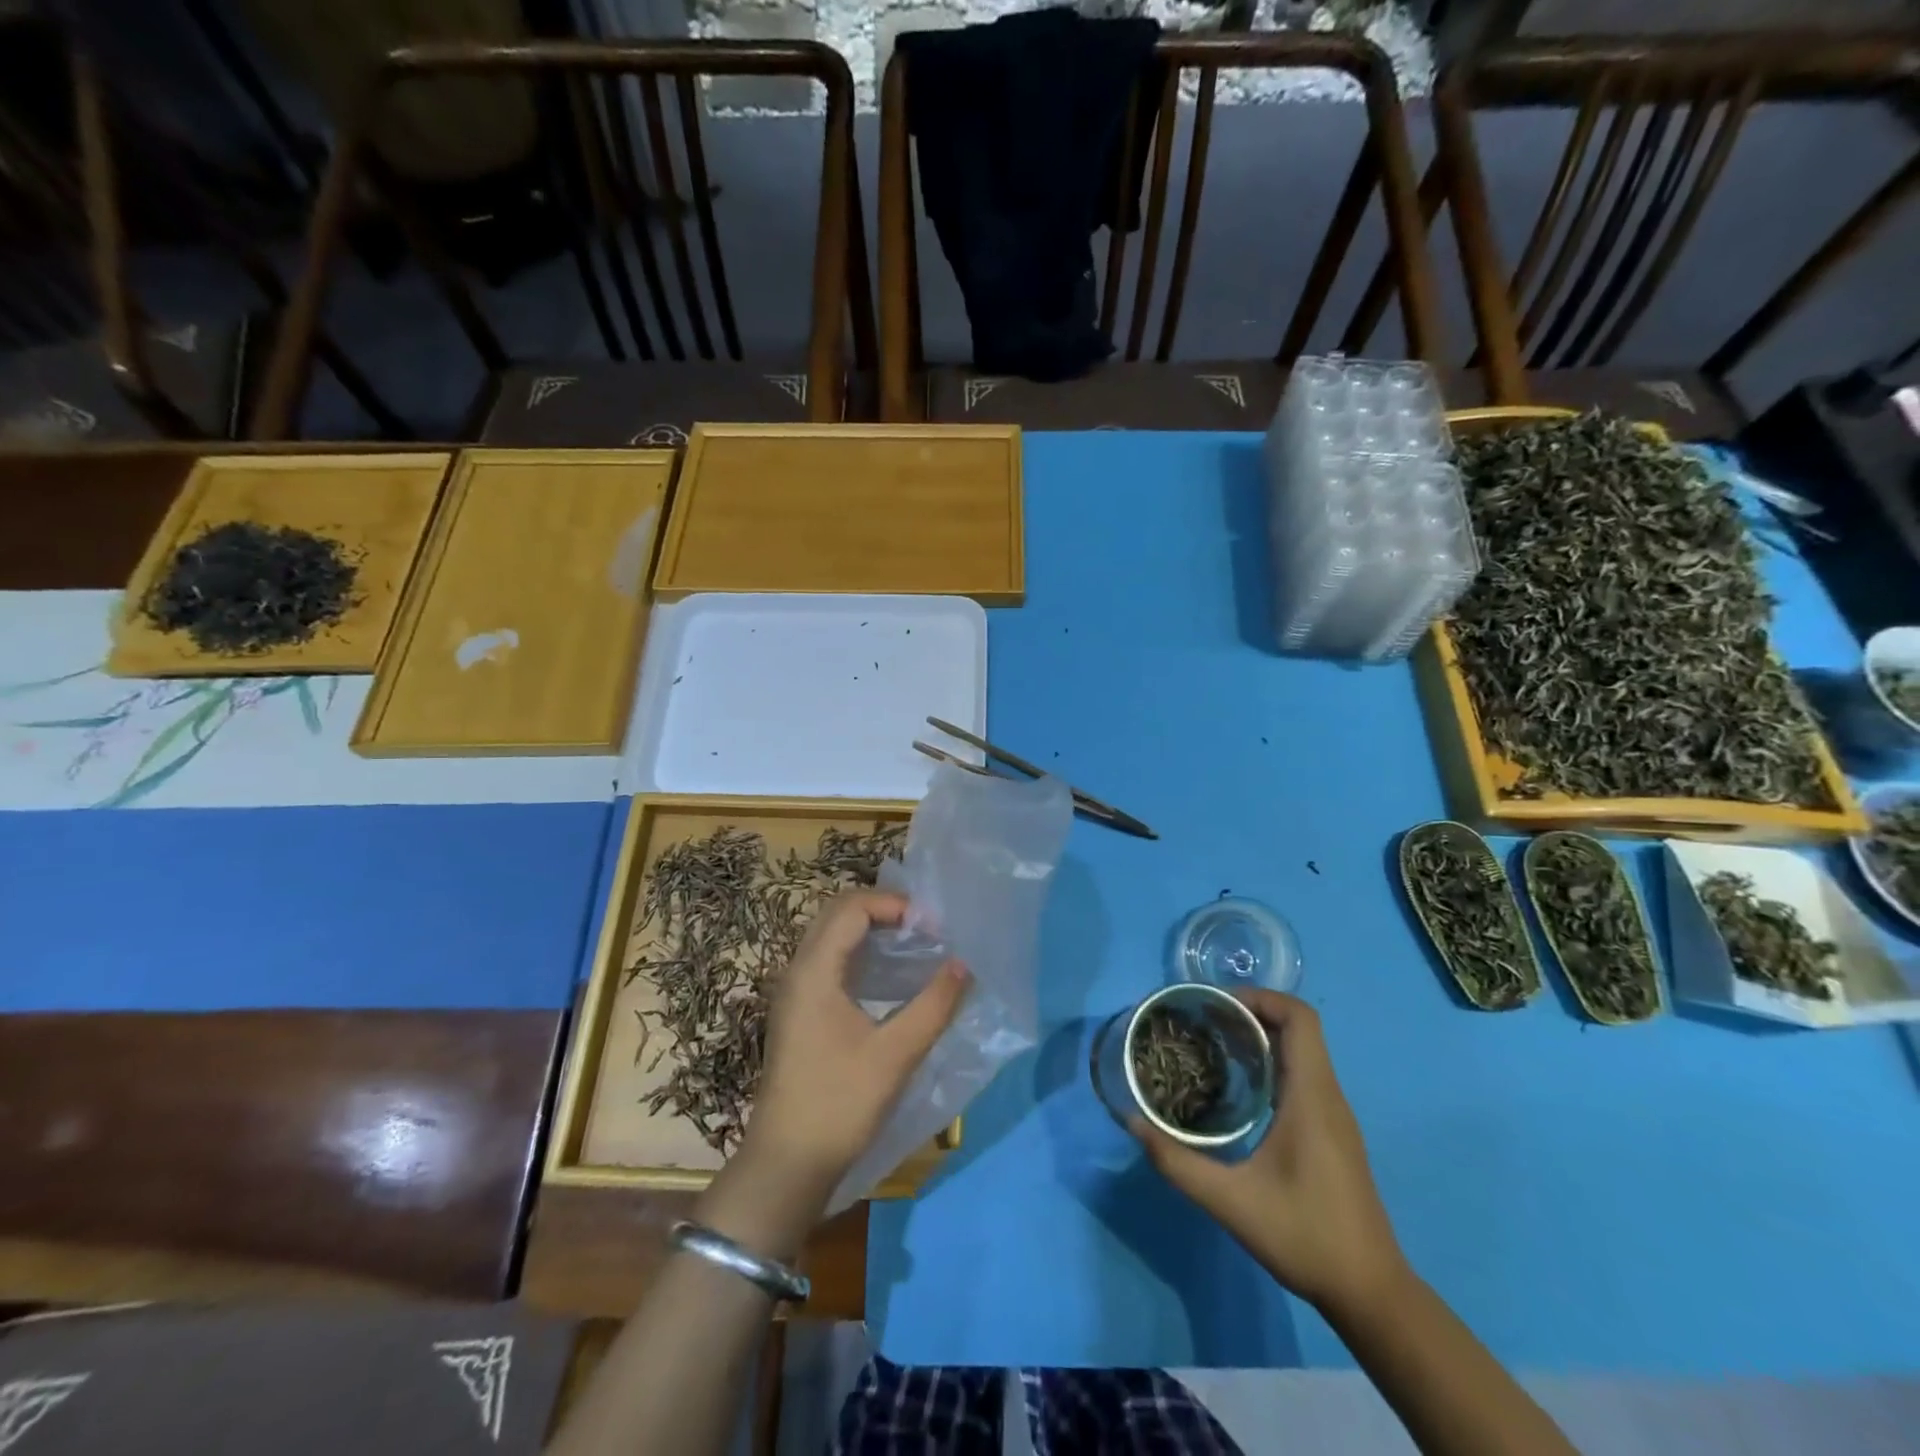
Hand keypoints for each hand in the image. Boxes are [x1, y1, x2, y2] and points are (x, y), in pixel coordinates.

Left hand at [742, 890, 971, 1209]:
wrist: (786, 1164)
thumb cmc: (840, 1104)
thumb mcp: (896, 1055)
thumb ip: (934, 1005)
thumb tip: (964, 964)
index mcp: (814, 971)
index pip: (852, 908)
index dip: (894, 905)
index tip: (933, 927)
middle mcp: (799, 970)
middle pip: (838, 912)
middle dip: (883, 909)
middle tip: (925, 928)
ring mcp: (795, 991)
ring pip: (832, 935)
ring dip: (871, 928)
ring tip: (914, 944)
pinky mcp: (800, 1011)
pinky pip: (829, 960)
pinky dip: (860, 952)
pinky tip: (890, 977)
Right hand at [1130, 990, 1407, 1317]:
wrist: (1371, 1294)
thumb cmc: (1306, 1238)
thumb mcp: (1231, 1202)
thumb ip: (1178, 1162)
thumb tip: (1132, 1123)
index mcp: (1312, 1097)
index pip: (1300, 1018)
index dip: (1261, 997)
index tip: (1217, 1004)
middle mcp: (1328, 1096)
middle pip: (1298, 1028)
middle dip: (1251, 1013)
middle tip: (1204, 1021)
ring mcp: (1334, 1116)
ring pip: (1302, 1052)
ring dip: (1261, 1037)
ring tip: (1213, 1045)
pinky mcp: (1333, 1133)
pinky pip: (1303, 1076)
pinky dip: (1271, 1063)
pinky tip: (1238, 1089)